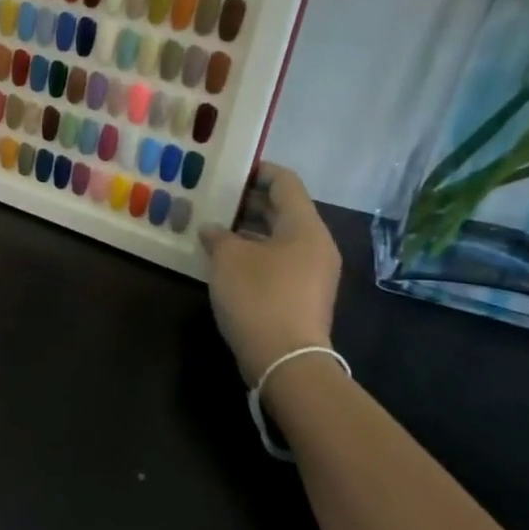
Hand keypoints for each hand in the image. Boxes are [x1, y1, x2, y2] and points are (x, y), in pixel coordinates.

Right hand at [200, 165, 340, 385]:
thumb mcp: (228, 258)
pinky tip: (225, 260)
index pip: (285, 182)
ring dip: (247, 230)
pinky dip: (254, 253)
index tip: (228, 169)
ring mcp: (312, 272)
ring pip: (278, 237)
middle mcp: (315, 244)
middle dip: (247, 202)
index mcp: (305, 226)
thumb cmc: (258, 296)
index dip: (257, 171)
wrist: (286, 360)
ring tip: (212, 228)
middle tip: (213, 199)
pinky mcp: (302, 295)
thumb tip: (213, 229)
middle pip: (283, 209)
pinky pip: (278, 260)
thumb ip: (218, 235)